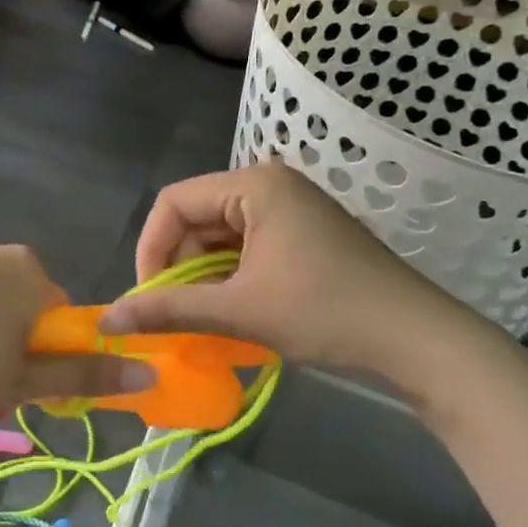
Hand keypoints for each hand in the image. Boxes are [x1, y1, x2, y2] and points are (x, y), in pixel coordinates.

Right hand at [99, 163, 508, 399]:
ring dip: (203, 277)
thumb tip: (109, 319)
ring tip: (200, 320)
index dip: (151, 248)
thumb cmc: (326, 313)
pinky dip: (230, 279)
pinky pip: (246, 249)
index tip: (148, 296)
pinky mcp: (303, 235)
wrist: (418, 340)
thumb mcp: (240, 310)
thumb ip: (170, 309)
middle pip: (196, 218)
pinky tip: (230, 313)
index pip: (174, 202)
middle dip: (178, 266)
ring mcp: (290, 210)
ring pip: (220, 237)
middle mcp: (270, 186)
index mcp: (255, 185)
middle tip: (173, 314)